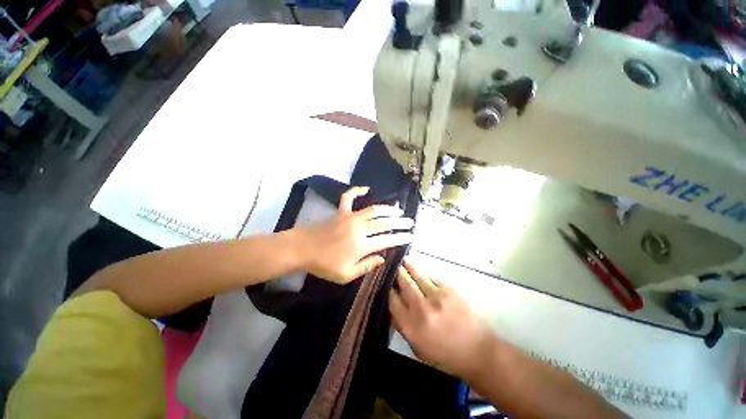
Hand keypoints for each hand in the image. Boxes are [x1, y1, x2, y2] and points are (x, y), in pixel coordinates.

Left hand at [296, 186, 413, 283]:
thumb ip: (366, 266)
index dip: (401, 238)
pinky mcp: (341, 212)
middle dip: (400, 222)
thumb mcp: (346, 274)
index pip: (387, 240)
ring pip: (373, 210)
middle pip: (384, 223)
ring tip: (398, 210)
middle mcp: (359, 228)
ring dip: (387, 209)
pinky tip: (366, 188)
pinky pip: (349, 197)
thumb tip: (382, 258)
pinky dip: (357, 191)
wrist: (302, 249)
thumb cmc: (324, 264)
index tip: (411, 236)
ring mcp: (350, 217)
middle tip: (410, 222)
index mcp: (361, 244)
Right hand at [389, 261, 495, 378]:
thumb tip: (392, 305)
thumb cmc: (445, 354)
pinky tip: (421, 272)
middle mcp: (422, 309)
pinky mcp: (449, 290)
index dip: (387, 289)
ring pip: (417, 276)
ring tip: (403, 261)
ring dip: (409, 267)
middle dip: (397, 273)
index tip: (385, 283)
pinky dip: (424, 274)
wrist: (478, 351)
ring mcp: (437, 297)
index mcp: (411, 327)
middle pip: (404, 283)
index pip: (392, 300)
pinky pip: (431, 277)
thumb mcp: (417, 347)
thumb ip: (402, 326)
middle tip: (393, 266)